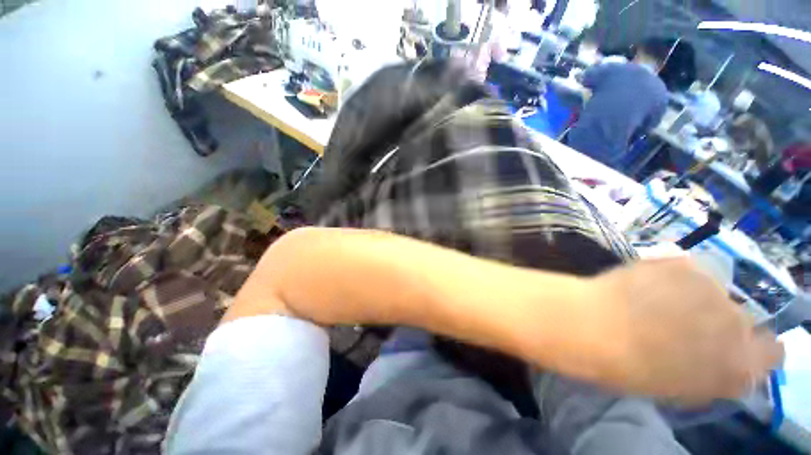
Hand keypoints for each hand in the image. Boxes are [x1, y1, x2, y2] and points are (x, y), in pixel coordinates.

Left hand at [579, 258, 783, 403]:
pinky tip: (648, 282)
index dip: (754, 348)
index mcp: (740, 367)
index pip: (772, 352)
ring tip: (658, 299)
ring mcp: (715, 289)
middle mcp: (739, 325)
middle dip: (717, 321)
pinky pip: (690, 268)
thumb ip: (713, 372)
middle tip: (683, 322)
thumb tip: (721, 359)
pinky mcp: (686, 263)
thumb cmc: (629, 368)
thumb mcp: (680, 387)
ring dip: (696, 296)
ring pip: (716, 291)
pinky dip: (675, 275)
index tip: (733, 346)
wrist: (594, 326)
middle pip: (740, 319)